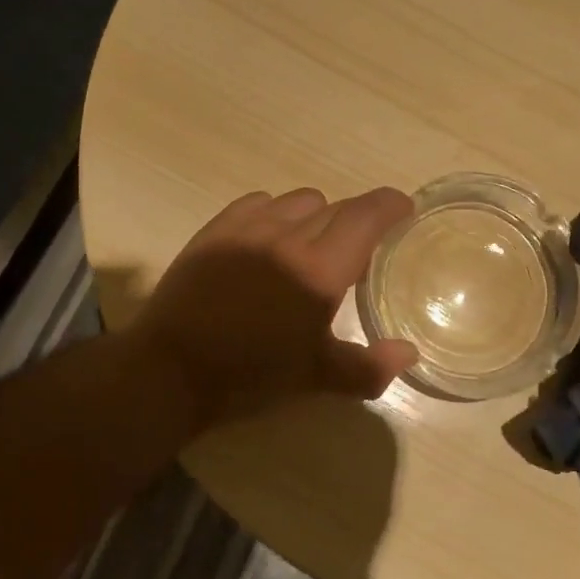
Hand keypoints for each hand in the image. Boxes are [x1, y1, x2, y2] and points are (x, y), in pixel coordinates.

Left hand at [130, 186, 419, 427]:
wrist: (170, 369)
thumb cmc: (250, 376)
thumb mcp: (315, 378)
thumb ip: (368, 367)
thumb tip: (408, 353)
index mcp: (320, 270)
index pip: (366, 216)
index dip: (391, 205)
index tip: (403, 209)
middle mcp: (289, 236)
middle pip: (337, 207)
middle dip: (356, 221)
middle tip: (357, 251)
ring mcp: (249, 227)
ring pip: (300, 200)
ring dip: (317, 216)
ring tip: (310, 245)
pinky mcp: (217, 228)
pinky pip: (260, 201)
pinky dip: (276, 213)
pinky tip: (269, 239)